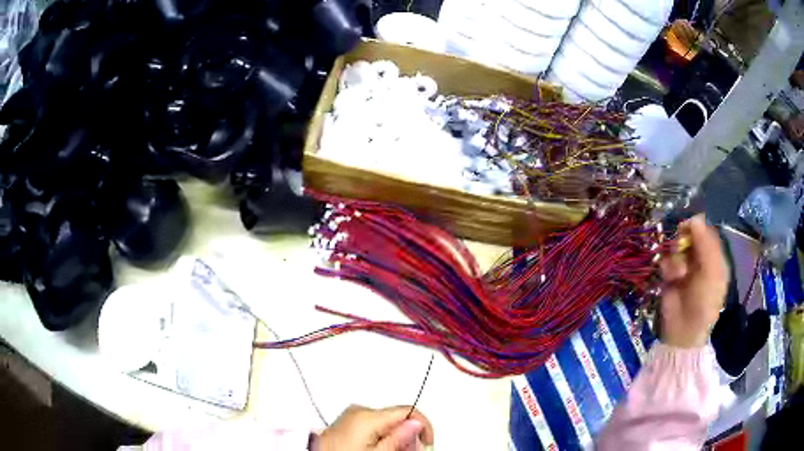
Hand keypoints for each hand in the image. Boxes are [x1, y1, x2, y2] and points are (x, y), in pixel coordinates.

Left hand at [314, 405, 433, 450]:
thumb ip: (398, 438)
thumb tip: (416, 423)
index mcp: (367, 415)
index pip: (408, 410)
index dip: (422, 426)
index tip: (426, 442)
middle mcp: (359, 410)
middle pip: (397, 418)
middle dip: (408, 435)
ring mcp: (351, 415)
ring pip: (386, 423)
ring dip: (395, 437)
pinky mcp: (346, 422)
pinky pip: (372, 426)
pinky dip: (381, 436)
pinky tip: (380, 448)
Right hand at [660, 215, 728, 347]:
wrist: (683, 331)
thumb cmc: (704, 302)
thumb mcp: (711, 273)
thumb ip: (705, 244)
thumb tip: (695, 218)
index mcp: (714, 258)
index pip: (706, 232)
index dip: (696, 227)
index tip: (686, 227)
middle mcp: (699, 259)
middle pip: (689, 236)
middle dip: (683, 241)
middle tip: (680, 247)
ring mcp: (684, 267)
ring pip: (675, 247)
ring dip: (675, 258)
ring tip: (678, 274)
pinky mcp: (669, 276)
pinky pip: (665, 261)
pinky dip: (667, 267)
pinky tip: (670, 278)